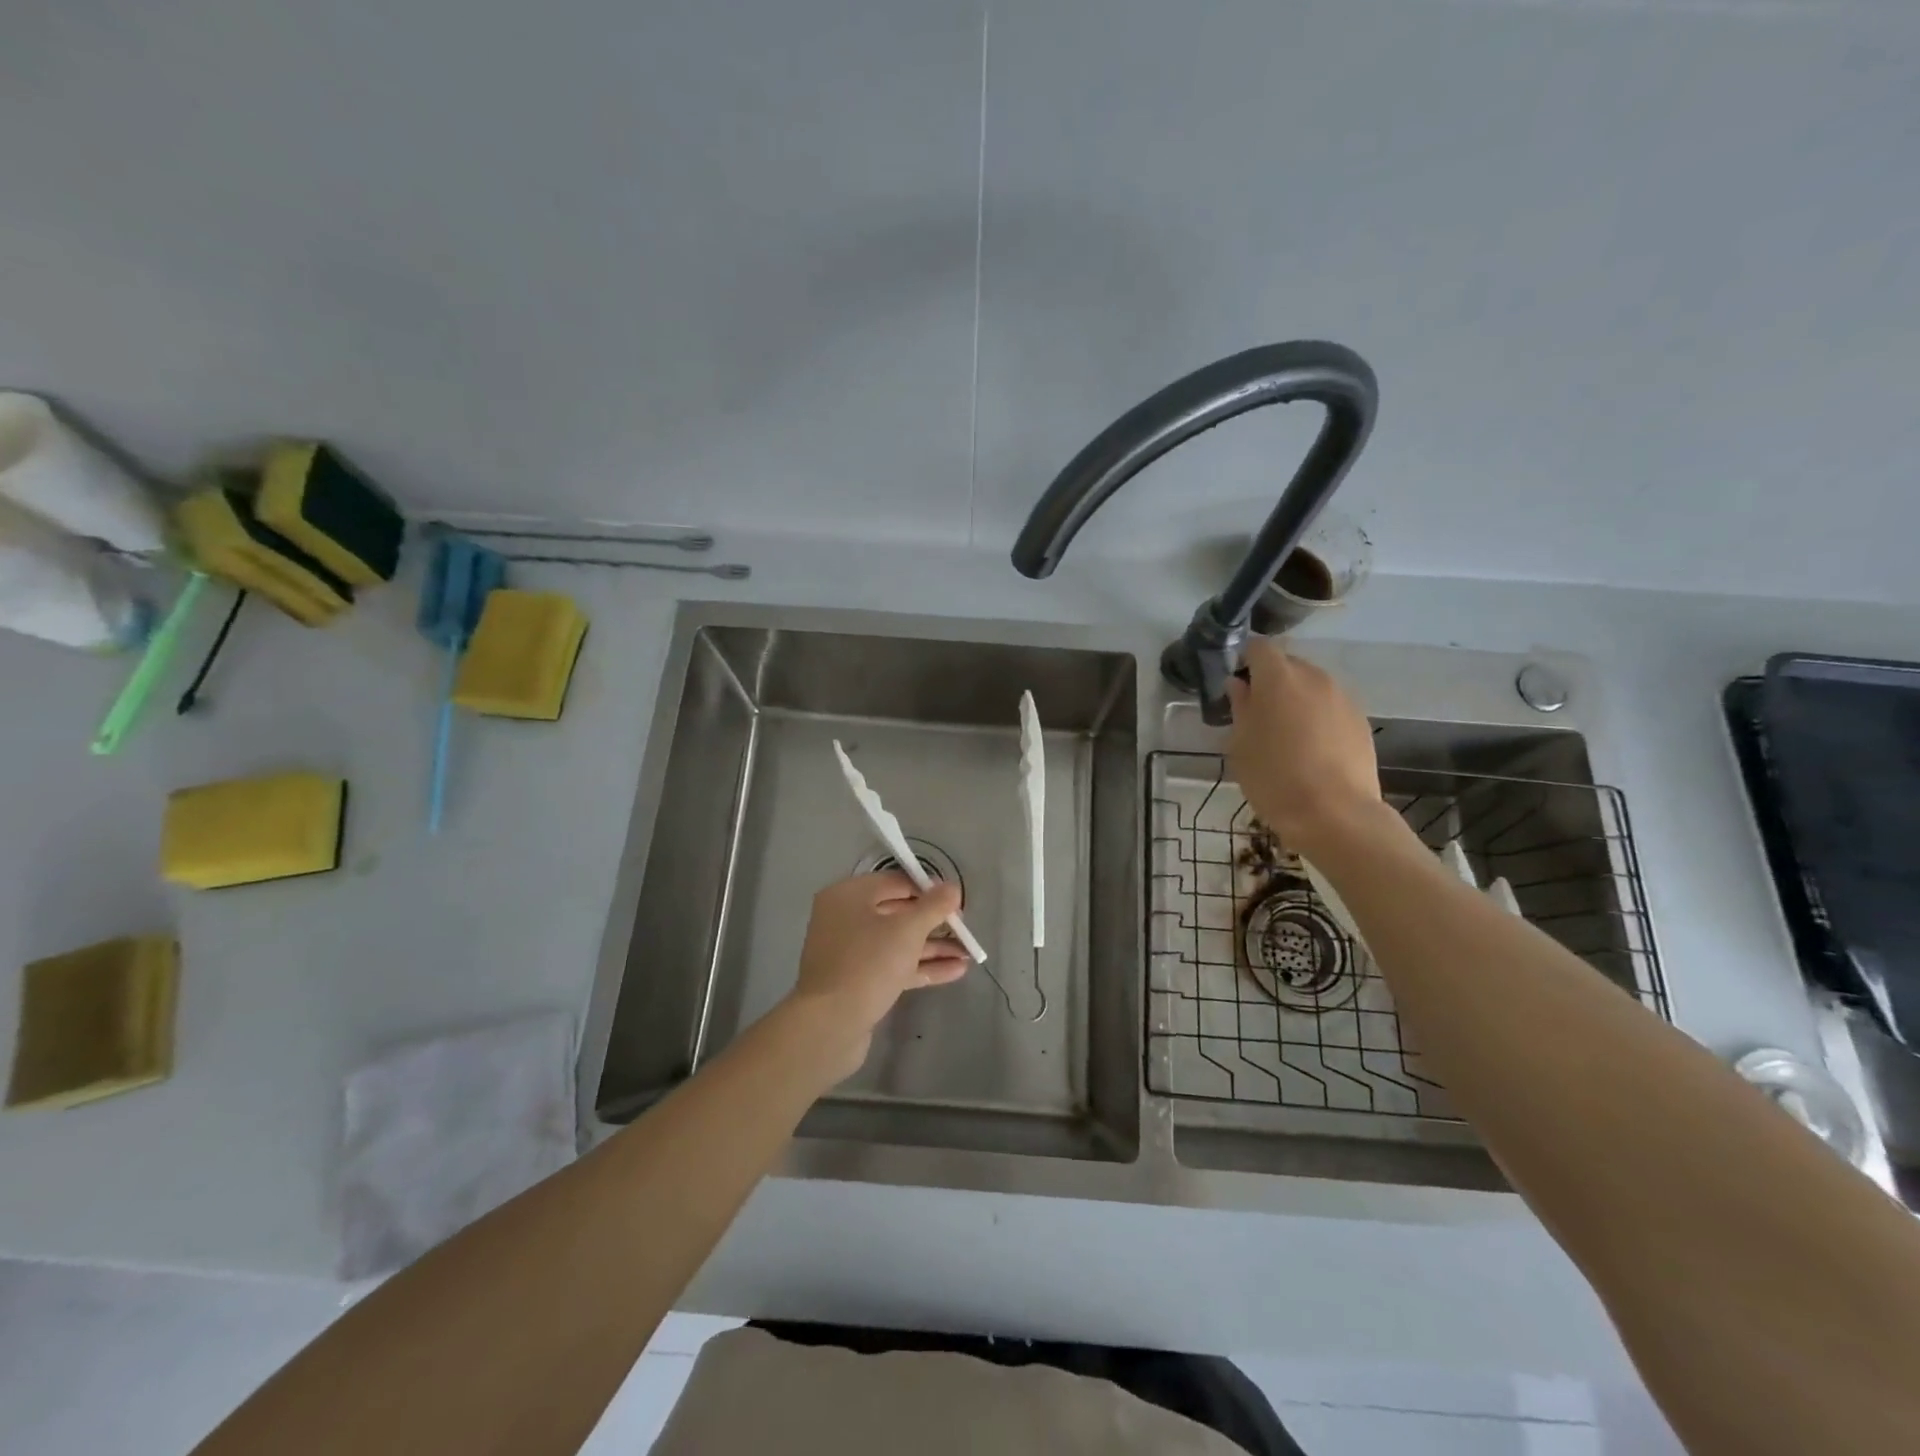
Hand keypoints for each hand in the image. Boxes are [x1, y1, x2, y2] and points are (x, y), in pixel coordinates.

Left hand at [786, 872, 968, 1079]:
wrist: (830, 1025)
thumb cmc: (868, 964)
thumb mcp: (907, 929)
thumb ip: (933, 906)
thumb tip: (952, 887)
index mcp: (848, 896)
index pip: (894, 882)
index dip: (927, 889)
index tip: (955, 900)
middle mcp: (845, 919)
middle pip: (897, 912)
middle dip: (933, 921)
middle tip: (964, 928)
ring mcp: (851, 952)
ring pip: (898, 942)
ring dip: (933, 946)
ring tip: (969, 953)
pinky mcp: (858, 982)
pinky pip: (894, 966)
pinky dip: (921, 966)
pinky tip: (956, 971)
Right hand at [1227, 638, 1382, 855]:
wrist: (1335, 815)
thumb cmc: (1274, 777)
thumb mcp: (1240, 744)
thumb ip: (1240, 707)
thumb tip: (1240, 686)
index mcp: (1279, 677)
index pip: (1259, 647)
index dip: (1244, 660)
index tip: (1235, 684)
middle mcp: (1314, 677)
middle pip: (1288, 665)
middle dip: (1271, 680)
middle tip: (1256, 712)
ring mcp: (1343, 698)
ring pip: (1312, 686)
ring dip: (1296, 699)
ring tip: (1284, 733)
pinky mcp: (1361, 721)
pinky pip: (1330, 707)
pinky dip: (1317, 717)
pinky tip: (1310, 748)